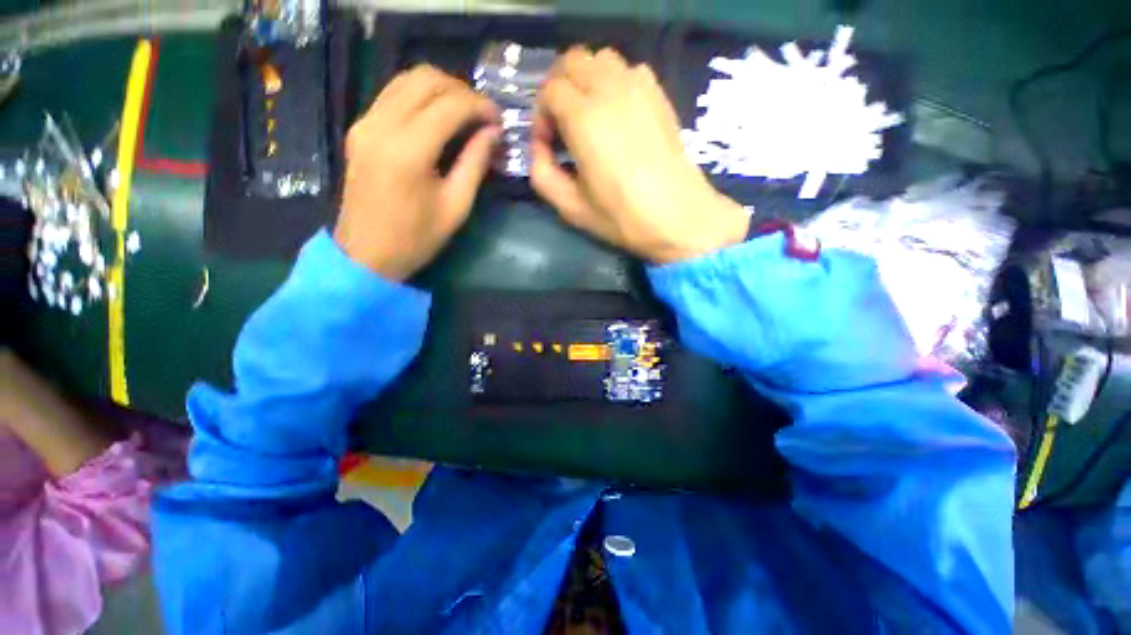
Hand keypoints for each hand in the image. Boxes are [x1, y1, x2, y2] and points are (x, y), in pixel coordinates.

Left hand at [335, 65, 499, 279]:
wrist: (366, 254)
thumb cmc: (416, 238)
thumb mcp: (456, 207)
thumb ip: (475, 164)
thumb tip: (492, 133)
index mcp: (408, 151)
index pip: (449, 105)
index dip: (479, 105)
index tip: (498, 118)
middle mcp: (381, 125)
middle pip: (425, 79)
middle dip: (461, 90)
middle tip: (482, 114)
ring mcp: (365, 123)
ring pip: (405, 79)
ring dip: (440, 88)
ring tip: (463, 112)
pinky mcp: (359, 128)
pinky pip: (392, 94)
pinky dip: (419, 96)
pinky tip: (437, 116)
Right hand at [531, 47, 748, 263]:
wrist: (677, 216)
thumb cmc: (622, 216)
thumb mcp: (571, 208)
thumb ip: (542, 175)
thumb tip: (538, 149)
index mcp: (585, 119)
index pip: (549, 91)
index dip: (541, 117)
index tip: (548, 146)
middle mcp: (610, 91)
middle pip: (572, 61)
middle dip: (558, 89)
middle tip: (562, 126)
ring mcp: (639, 87)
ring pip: (601, 59)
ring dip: (586, 81)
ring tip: (588, 117)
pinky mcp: (658, 94)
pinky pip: (629, 70)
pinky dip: (613, 82)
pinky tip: (616, 115)